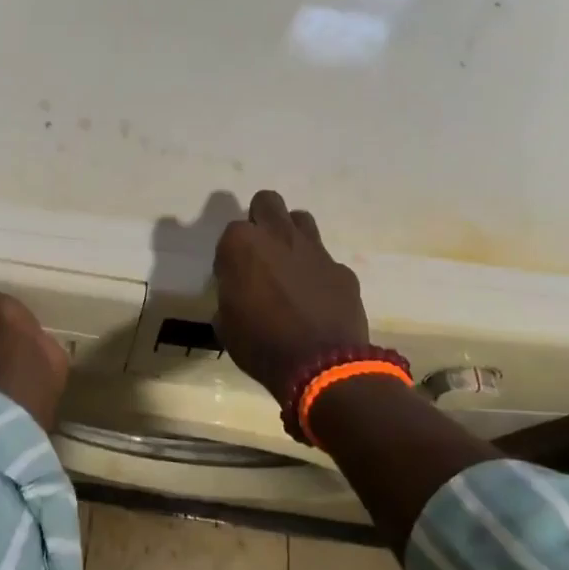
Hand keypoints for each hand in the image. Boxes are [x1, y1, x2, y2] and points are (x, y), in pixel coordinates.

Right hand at [213, 190, 368, 400]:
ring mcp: (315, 250)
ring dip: (291, 235)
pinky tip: (317, 298)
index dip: (230, 255)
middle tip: (259, 251)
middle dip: (261, 218)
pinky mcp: (342, 270)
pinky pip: (326, 260)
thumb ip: (229, 297)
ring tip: (288, 266)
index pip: (230, 233)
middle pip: (267, 202)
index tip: (232, 278)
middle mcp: (278, 236)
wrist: (322, 367)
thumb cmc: (261, 345)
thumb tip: (238, 295)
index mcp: (242, 245)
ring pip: (300, 220)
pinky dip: (318, 272)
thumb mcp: (226, 324)